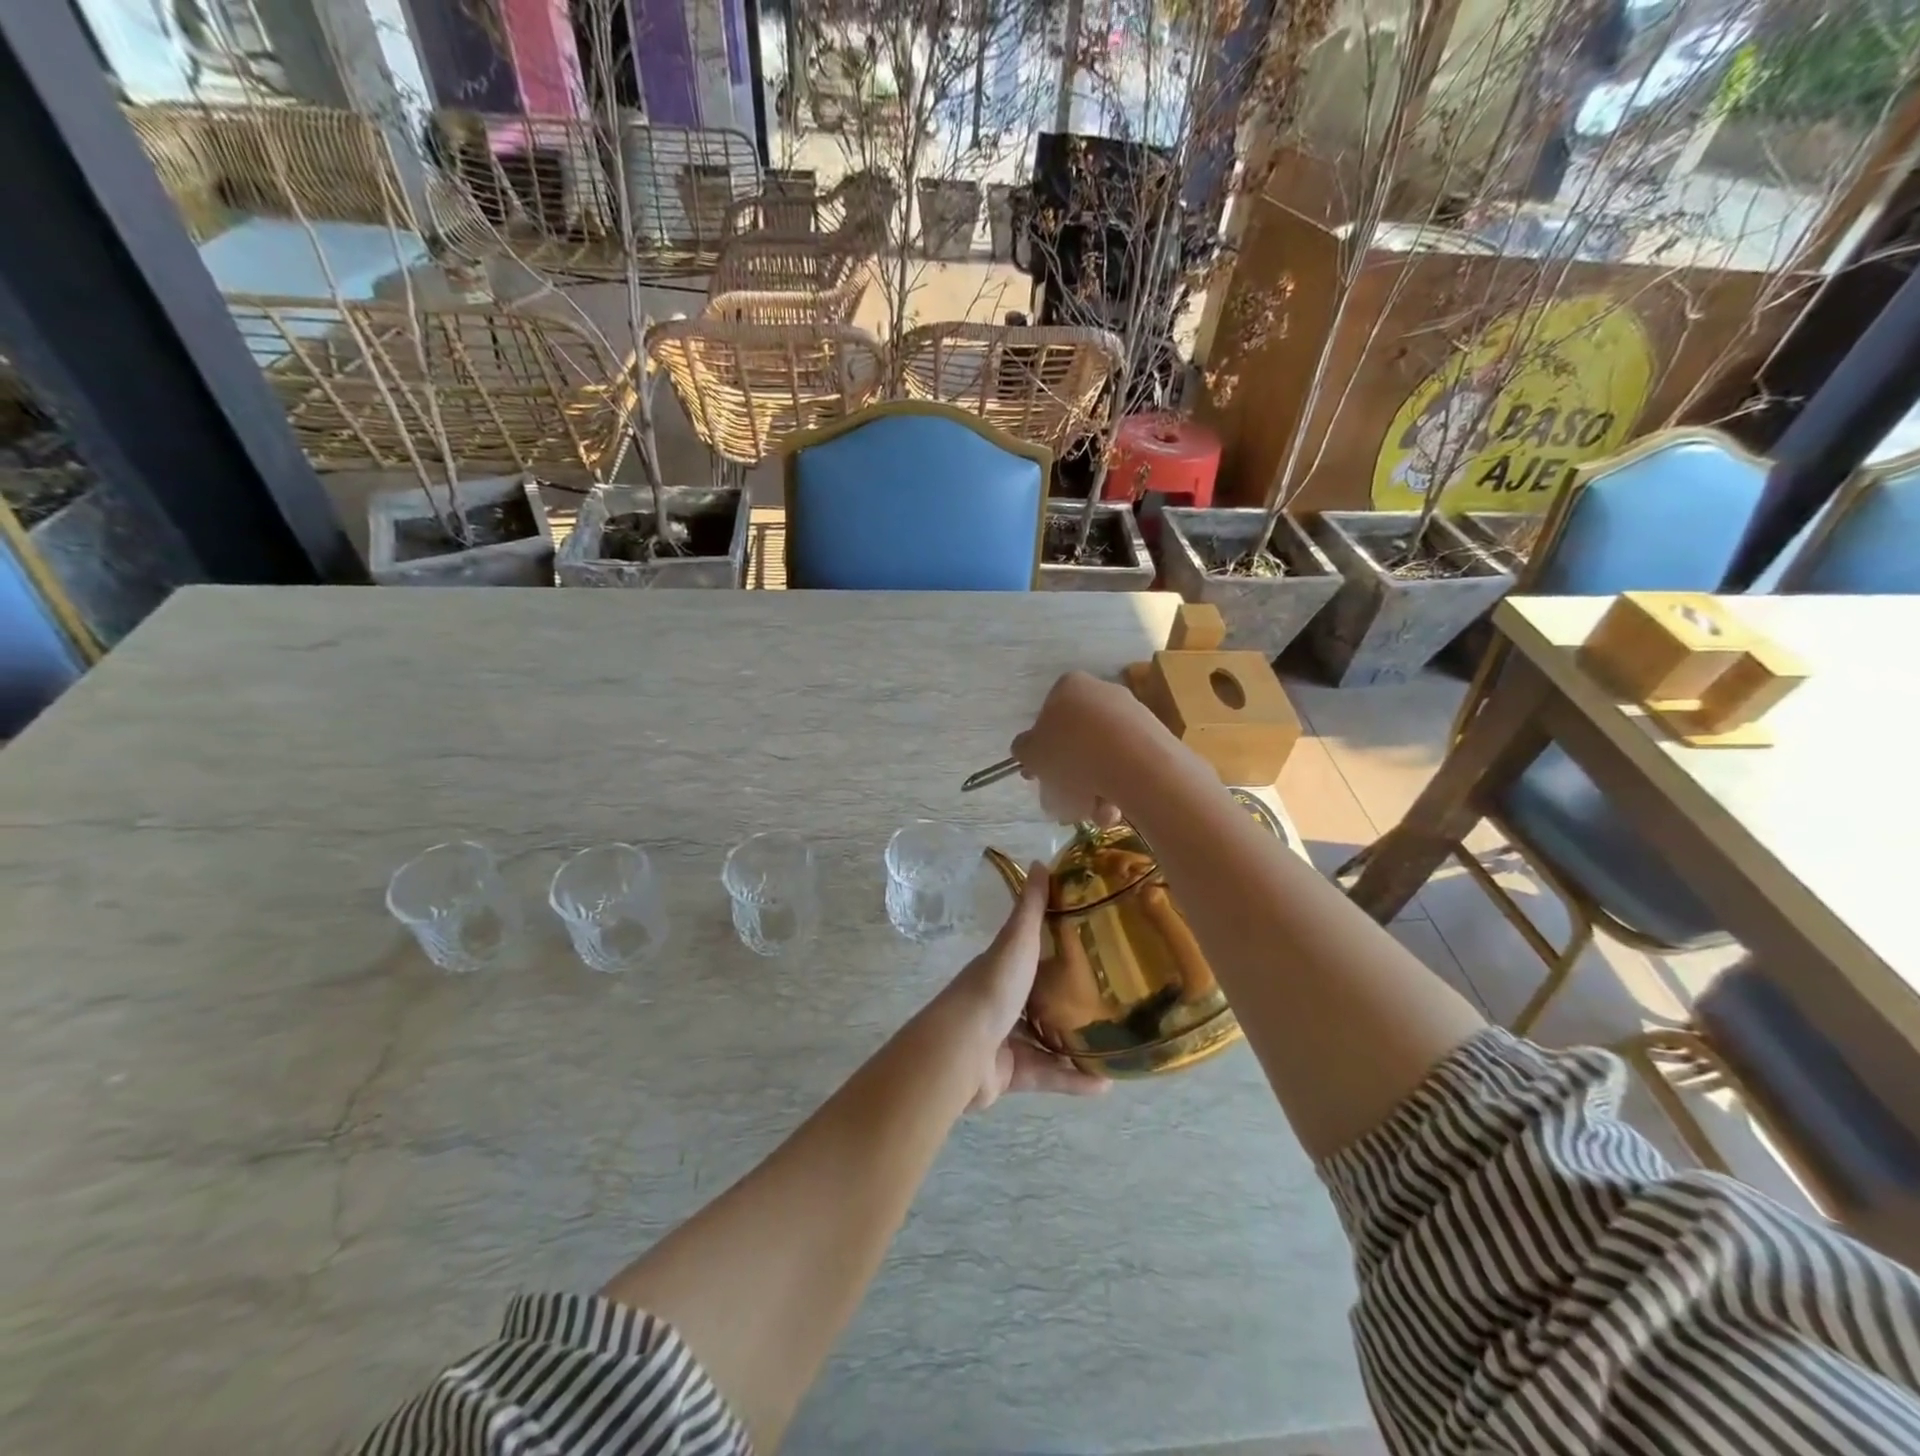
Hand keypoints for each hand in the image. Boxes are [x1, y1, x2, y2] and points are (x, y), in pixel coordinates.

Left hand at [939, 866, 1109, 1111]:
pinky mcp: (1011, 1074)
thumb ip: (1030, 908)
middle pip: (1040, 1000)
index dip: (1057, 952)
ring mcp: (1005, 1039)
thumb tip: (1040, 862)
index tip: (1093, 950)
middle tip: (1112, 1003)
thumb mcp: (1017, 941)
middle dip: (1070, 1003)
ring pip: (1046, 1042)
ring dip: (1077, 1046)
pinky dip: (1074, 1080)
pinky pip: (1048, 1076)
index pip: (1032, 956)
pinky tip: (1105, 1085)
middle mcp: (1002, 1002)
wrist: (963, 1049)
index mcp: (1003, 969)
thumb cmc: (993, 988)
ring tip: (1115, 1046)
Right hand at [1009, 671, 1156, 826]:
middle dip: (1067, 777)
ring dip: (1091, 790)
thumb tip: (1028, 749)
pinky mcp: (1156, 739)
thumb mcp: (1032, 753)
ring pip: (1101, 759)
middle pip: (1076, 741)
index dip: (1041, 750)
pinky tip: (1113, 811)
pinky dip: (1117, 789)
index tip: (1039, 776)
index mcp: (1069, 687)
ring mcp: (1132, 715)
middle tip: (1061, 803)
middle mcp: (1101, 693)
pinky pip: (1126, 766)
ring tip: (1091, 813)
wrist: (1135, 764)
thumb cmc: (1073, 753)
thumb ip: (1025, 750)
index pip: (1047, 716)